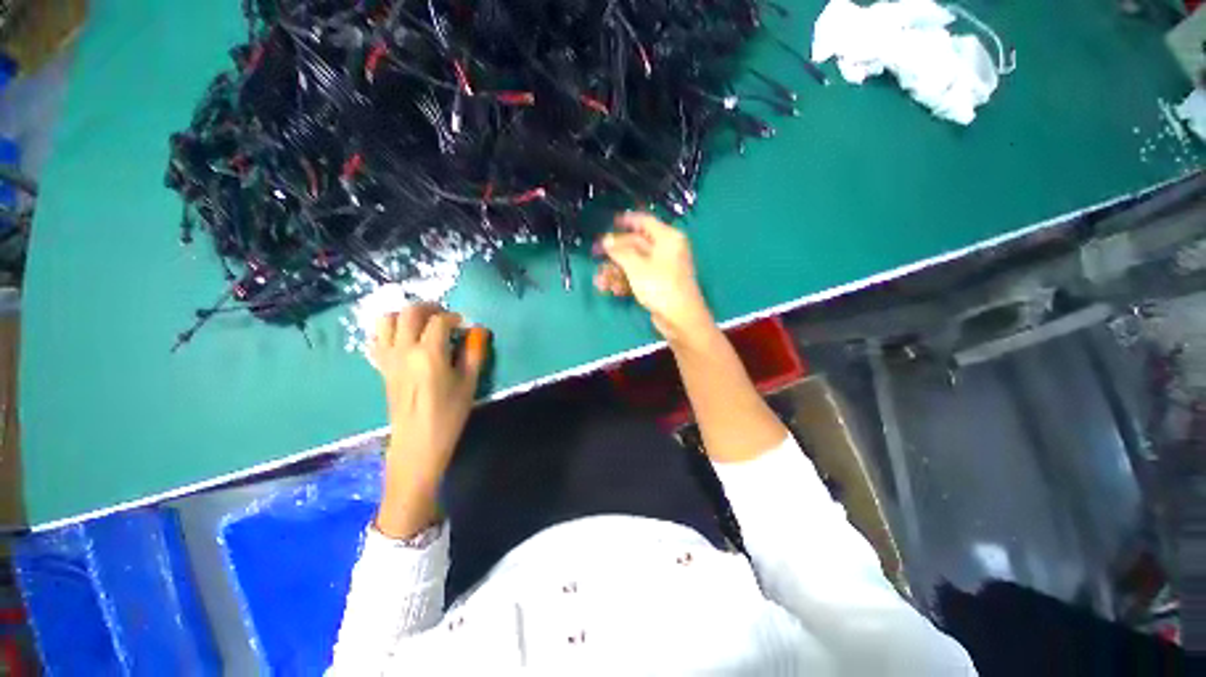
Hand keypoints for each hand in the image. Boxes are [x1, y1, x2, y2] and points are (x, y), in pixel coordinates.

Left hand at [368, 304, 489, 538]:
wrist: (417, 443)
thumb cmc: (448, 414)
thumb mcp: (469, 383)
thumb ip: (474, 353)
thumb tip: (478, 331)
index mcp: (429, 353)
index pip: (440, 320)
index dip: (455, 318)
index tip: (465, 326)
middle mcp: (404, 350)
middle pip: (410, 312)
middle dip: (430, 308)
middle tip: (445, 317)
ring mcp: (388, 358)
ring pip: (387, 320)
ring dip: (405, 315)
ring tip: (422, 324)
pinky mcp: (381, 367)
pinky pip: (377, 338)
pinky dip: (389, 330)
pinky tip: (405, 339)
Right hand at [594, 211, 715, 344]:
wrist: (680, 319)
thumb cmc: (660, 286)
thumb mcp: (636, 266)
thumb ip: (619, 251)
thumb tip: (606, 240)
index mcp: (667, 238)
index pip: (644, 221)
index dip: (626, 220)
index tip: (608, 222)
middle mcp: (665, 250)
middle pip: (635, 244)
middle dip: (614, 253)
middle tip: (595, 255)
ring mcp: (661, 268)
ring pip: (633, 263)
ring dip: (615, 271)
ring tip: (600, 282)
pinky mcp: (657, 285)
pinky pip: (637, 277)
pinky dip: (625, 282)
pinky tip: (613, 290)